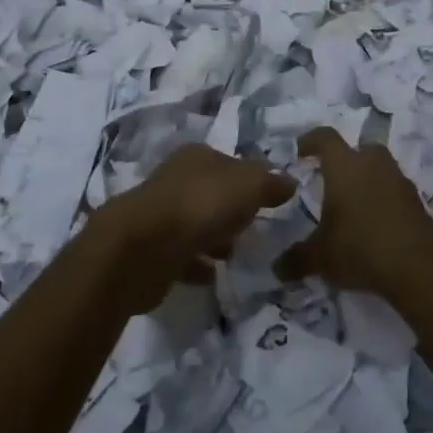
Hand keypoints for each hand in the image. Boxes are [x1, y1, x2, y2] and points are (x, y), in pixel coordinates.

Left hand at [105, 143, 294, 309]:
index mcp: (197, 156)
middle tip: (252, 229)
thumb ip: (271, 182)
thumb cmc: (201, 205)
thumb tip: (290, 181)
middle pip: (212, 192)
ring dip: (214, 237)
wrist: (142, 248)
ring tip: (234, 255)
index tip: (268, 201)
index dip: (250, 179)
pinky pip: (182, 255)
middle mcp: (176, 179)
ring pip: (196, 223)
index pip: (230, 162)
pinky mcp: (151, 249)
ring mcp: (160, 215)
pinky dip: (196, 263)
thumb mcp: (249, 185)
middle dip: (231, 209)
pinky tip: (212, 275)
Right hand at [274, 128, 432, 297]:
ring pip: (379, 169)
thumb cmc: (359, 247)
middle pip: (359, 149)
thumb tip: (278, 268)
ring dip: (367, 180)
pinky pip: (394, 191)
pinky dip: (383, 200)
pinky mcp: (416, 200)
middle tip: (331, 180)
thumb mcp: (321, 257)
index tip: (300, 150)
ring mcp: (398, 180)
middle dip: (345, 161)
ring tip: (353, 206)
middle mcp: (372, 164)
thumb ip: (297, 259)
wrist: (418, 265)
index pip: (325, 138)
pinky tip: (374, 225)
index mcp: (344, 166)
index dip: (311, 140)